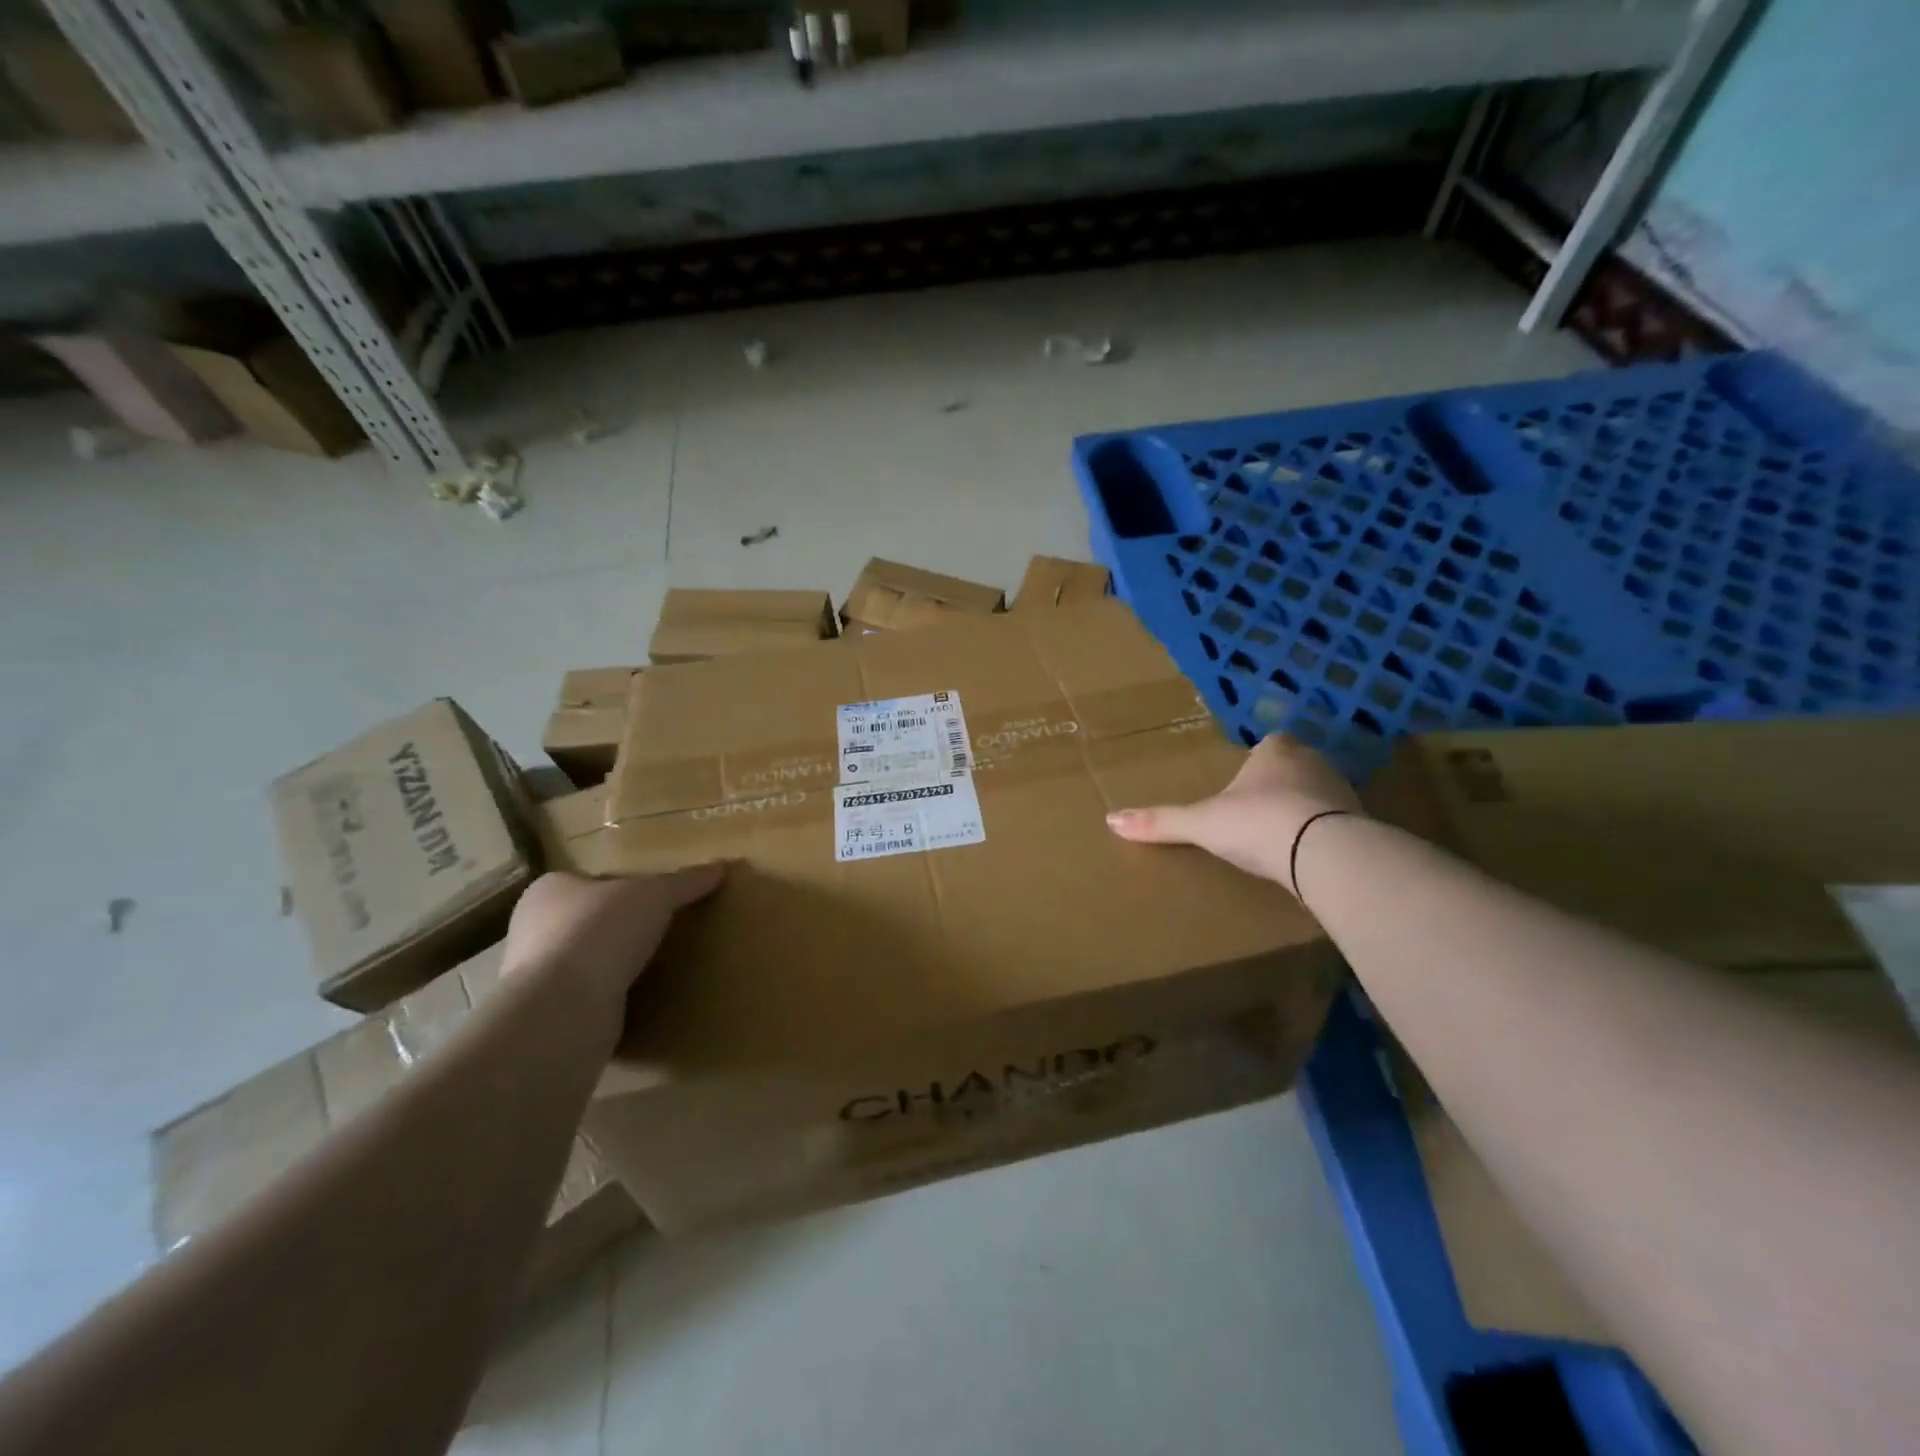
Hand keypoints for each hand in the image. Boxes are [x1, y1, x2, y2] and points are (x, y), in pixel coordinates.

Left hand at [502, 867, 725, 1006]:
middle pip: (585, 922)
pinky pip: (587, 1000)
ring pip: (584, 963)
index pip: (587, 882)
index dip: (618, 888)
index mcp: (548, 891)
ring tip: (657, 968)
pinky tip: (640, 1002)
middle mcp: (532, 931)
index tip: (650, 900)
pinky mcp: (547, 1016)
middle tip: (659, 932)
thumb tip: (722, 867)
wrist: (563, 1008)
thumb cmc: (600, 931)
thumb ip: (686, 882)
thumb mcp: (656, 896)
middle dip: (617, 929)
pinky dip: (611, 1001)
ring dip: (612, 968)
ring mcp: (535, 978)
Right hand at [1105, 734, 1360, 888]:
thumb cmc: (1255, 822)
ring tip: (1285, 837)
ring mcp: (1343, 792)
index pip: (1271, 744)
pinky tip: (1311, 856)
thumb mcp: (1201, 824)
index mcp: (1276, 752)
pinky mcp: (1363, 823)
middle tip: (1260, 809)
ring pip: (1322, 793)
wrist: (1321, 851)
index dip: (1259, 760)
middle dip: (1283, 783)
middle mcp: (1313, 763)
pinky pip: (1341, 824)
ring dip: (1308, 809)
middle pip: (1298, 766)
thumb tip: (1110, 820)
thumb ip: (1160, 822)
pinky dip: (1328, 835)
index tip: (1246, 781)